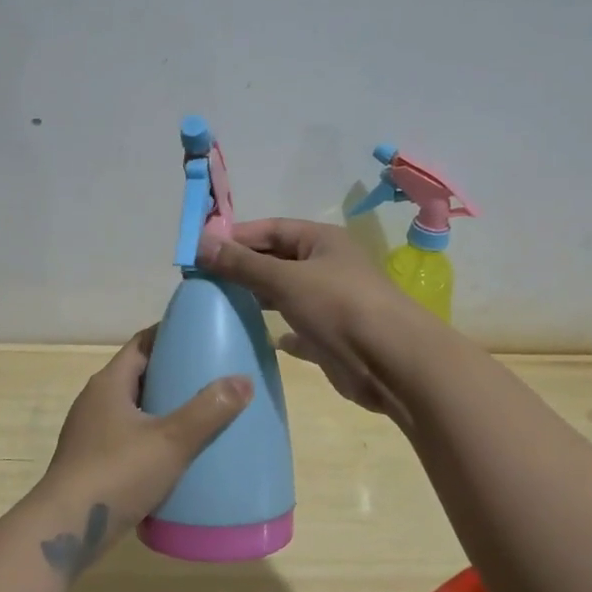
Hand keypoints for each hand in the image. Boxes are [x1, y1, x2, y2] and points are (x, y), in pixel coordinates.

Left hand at [36, 328, 251, 543]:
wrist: (66, 530)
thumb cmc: (116, 474)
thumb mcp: (170, 441)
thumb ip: (208, 410)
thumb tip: (244, 380)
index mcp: (109, 384)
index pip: (142, 345)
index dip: (170, 336)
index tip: (204, 336)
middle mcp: (96, 402)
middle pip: (139, 376)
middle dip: (173, 374)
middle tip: (212, 377)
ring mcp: (91, 434)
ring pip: (134, 410)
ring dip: (164, 409)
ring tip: (202, 415)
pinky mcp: (93, 463)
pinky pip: (129, 438)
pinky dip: (153, 438)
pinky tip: (177, 454)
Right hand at [197, 218, 428, 416]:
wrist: (392, 362)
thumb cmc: (339, 307)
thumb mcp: (285, 279)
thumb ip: (242, 264)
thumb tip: (199, 243)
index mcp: (322, 241)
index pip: (271, 229)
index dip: (236, 236)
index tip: (199, 250)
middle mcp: (327, 267)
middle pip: (277, 260)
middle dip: (243, 267)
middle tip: (202, 280)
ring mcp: (331, 303)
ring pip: (286, 294)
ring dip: (257, 298)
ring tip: (220, 305)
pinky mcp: (331, 337)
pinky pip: (298, 329)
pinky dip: (280, 332)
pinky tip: (260, 338)